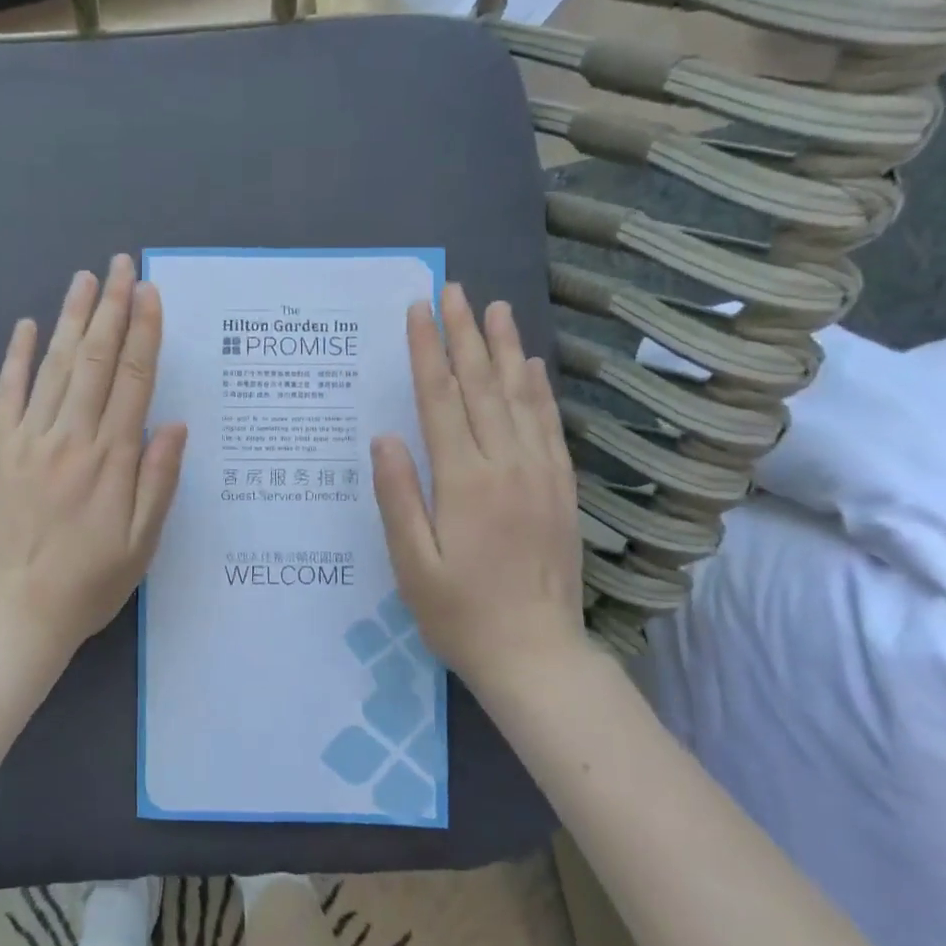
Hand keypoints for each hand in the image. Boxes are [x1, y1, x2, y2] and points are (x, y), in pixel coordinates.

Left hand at [0, 255, 186, 668]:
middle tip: (122, 265)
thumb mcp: (141, 544)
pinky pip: (7, 393)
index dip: (144, 332)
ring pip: (56, 366)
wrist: (13, 612)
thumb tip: (174, 424)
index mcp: (111, 459)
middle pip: (97, 360)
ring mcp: (27, 440)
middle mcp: (70, 438)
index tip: (150, 293)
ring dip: (73, 319)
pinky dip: (18, 357)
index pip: (134, 380)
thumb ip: (159, 480)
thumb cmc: (87, 583)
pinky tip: (28, 326)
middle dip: (112, 308)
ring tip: (85, 279)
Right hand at [371, 284, 585, 694]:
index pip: (442, 400)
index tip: (419, 311)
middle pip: (483, 386)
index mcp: (465, 481)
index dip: (427, 352)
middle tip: (455, 290)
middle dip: (465, 335)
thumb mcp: (413, 564)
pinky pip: (550, 426)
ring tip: (496, 309)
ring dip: (506, 349)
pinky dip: (540, 390)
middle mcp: (507, 465)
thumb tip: (384, 437)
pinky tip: (534, 367)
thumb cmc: (460, 614)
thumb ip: (399, 497)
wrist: (537, 654)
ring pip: (521, 397)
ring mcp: (541, 475)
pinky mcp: (561, 489)